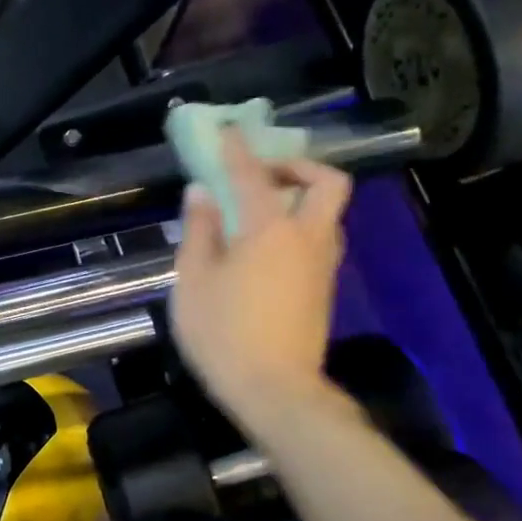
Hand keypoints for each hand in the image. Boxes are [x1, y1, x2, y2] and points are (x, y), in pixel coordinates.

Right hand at [169, 132, 352, 437]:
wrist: (275, 391)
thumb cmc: (223, 333)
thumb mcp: (193, 280)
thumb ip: (199, 231)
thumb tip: (201, 193)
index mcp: (270, 230)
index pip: (253, 175)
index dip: (237, 149)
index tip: (227, 130)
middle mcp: (307, 238)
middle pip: (326, 183)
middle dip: (299, 167)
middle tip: (263, 174)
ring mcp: (322, 266)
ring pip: (328, 213)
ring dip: (302, 197)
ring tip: (261, 208)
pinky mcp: (324, 290)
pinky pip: (319, 239)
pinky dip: (299, 226)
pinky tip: (266, 246)